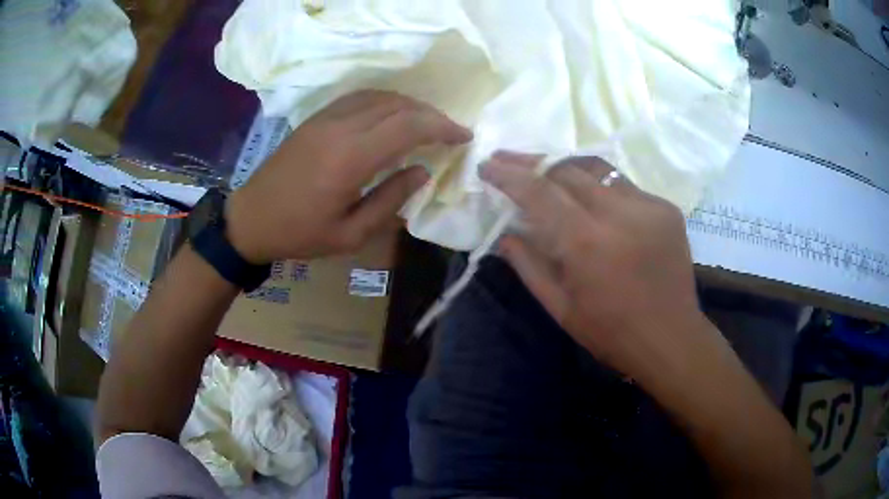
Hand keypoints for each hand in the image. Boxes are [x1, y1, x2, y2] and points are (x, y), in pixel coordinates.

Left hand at [225, 91, 471, 262]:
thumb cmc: (299, 234)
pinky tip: (393, 115)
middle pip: (398, 106)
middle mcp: (340, 128)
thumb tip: (423, 171)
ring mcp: (325, 118)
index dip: (442, 127)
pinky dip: (385, 101)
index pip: (408, 126)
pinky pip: (359, 98)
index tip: (464, 136)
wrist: (250, 219)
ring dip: (410, 105)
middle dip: (432, 115)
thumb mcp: (350, 234)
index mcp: (350, 158)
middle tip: (451, 132)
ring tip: (427, 123)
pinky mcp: (316, 118)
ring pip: (380, 96)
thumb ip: (391, 200)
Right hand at [480, 152, 711, 381]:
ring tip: (546, 171)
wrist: (671, 338)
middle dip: (533, 162)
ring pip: (597, 169)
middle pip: (567, 170)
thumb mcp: (560, 308)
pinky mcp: (666, 208)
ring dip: (566, 168)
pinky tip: (592, 200)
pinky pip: (624, 185)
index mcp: (587, 243)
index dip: (509, 174)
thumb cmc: (611, 333)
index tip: (487, 164)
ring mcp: (648, 206)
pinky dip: (600, 187)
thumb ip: (528, 265)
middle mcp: (620, 213)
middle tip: (510, 161)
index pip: (540, 192)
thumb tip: (505, 234)